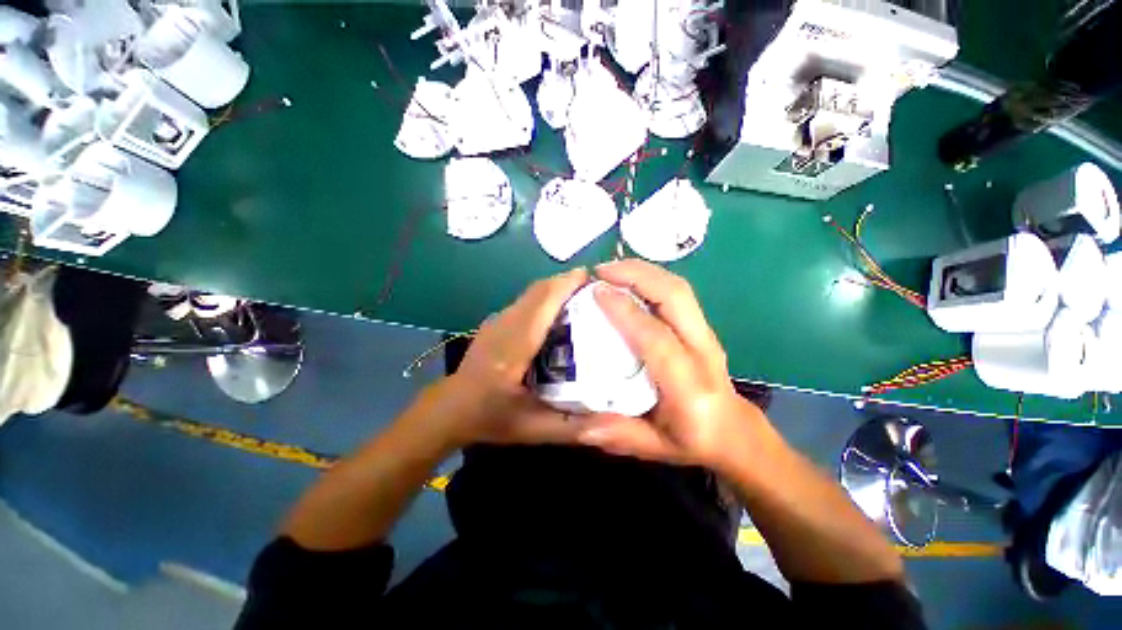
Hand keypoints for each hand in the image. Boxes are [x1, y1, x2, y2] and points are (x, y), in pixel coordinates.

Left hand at [419, 267, 590, 449]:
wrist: (450, 409)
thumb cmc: (490, 418)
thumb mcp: (533, 429)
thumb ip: (573, 428)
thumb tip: (614, 423)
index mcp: (513, 347)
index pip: (542, 304)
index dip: (567, 285)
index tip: (595, 278)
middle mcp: (504, 325)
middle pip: (539, 291)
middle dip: (568, 282)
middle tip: (598, 290)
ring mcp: (497, 320)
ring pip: (532, 293)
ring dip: (557, 288)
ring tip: (585, 297)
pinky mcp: (496, 321)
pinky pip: (526, 300)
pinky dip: (546, 297)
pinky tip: (560, 312)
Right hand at [575, 260, 771, 472]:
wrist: (735, 433)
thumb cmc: (694, 441)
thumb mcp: (656, 448)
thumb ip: (620, 435)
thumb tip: (579, 425)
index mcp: (689, 385)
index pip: (657, 338)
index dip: (626, 311)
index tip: (596, 292)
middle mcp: (702, 351)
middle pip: (676, 296)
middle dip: (637, 275)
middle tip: (600, 270)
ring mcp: (706, 334)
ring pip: (679, 288)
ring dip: (644, 271)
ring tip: (610, 269)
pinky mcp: (701, 326)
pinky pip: (677, 293)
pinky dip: (651, 278)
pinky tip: (628, 280)